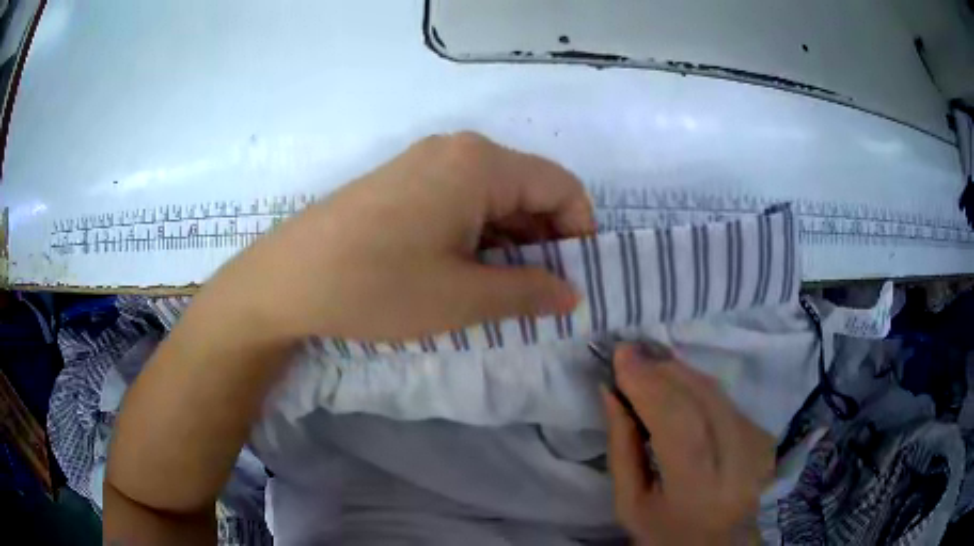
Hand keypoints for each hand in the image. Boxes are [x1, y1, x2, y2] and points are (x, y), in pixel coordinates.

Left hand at [207, 132, 594, 341]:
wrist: (286, 280)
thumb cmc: (377, 286)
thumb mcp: (463, 299)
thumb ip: (530, 292)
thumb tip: (571, 294)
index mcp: (482, 164)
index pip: (562, 187)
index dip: (580, 233)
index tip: (574, 280)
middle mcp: (458, 150)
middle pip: (529, 189)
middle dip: (545, 242)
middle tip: (539, 296)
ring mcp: (425, 163)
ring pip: (495, 198)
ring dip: (511, 243)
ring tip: (502, 292)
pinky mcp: (403, 182)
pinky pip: (461, 201)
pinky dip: (478, 236)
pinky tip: (464, 273)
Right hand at [603, 344, 774, 544]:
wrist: (719, 543)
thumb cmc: (666, 532)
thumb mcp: (629, 503)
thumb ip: (621, 448)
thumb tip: (611, 392)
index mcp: (697, 491)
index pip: (678, 426)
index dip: (650, 386)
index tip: (621, 356)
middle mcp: (737, 464)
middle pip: (702, 401)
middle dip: (662, 371)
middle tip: (631, 353)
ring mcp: (757, 446)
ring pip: (717, 393)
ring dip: (680, 372)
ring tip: (649, 363)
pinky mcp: (763, 435)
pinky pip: (726, 397)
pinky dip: (697, 384)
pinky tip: (676, 382)